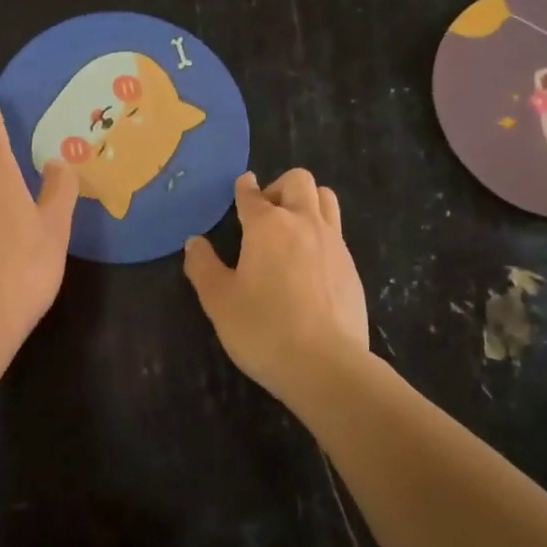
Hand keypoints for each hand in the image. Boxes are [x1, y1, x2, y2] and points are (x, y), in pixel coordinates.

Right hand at [183, 169, 370, 399]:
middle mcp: (304, 223)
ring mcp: (334, 243)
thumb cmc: (263, 329)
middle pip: (299, 181)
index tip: (241, 186)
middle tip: (265, 215)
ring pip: (326, 199)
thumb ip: (203, 266)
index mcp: (267, 226)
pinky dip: (321, 234)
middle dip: (279, 188)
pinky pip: (337, 232)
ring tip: (291, 230)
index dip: (243, 188)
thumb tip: (194, 242)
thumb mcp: (219, 301)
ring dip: (307, 202)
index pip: (252, 194)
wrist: (326, 365)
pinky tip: (310, 265)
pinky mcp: (352, 267)